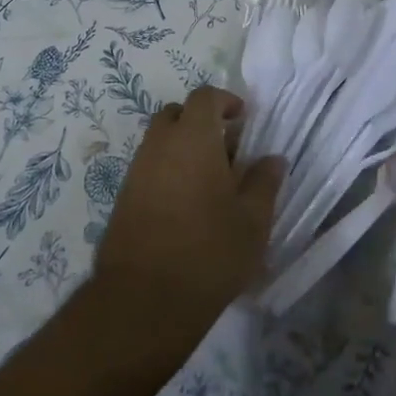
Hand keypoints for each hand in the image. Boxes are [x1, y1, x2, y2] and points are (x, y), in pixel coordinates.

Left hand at [94, 86, 285, 338]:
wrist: (145, 299)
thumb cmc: (209, 251)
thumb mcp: (253, 220)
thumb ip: (264, 182)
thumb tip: (272, 158)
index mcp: (192, 138)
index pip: (204, 97)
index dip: (225, 101)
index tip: (243, 119)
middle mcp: (159, 145)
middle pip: (177, 115)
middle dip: (200, 123)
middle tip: (226, 150)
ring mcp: (136, 171)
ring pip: (160, 142)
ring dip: (183, 149)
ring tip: (210, 183)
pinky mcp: (123, 198)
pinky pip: (148, 168)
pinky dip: (168, 172)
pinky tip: (187, 207)